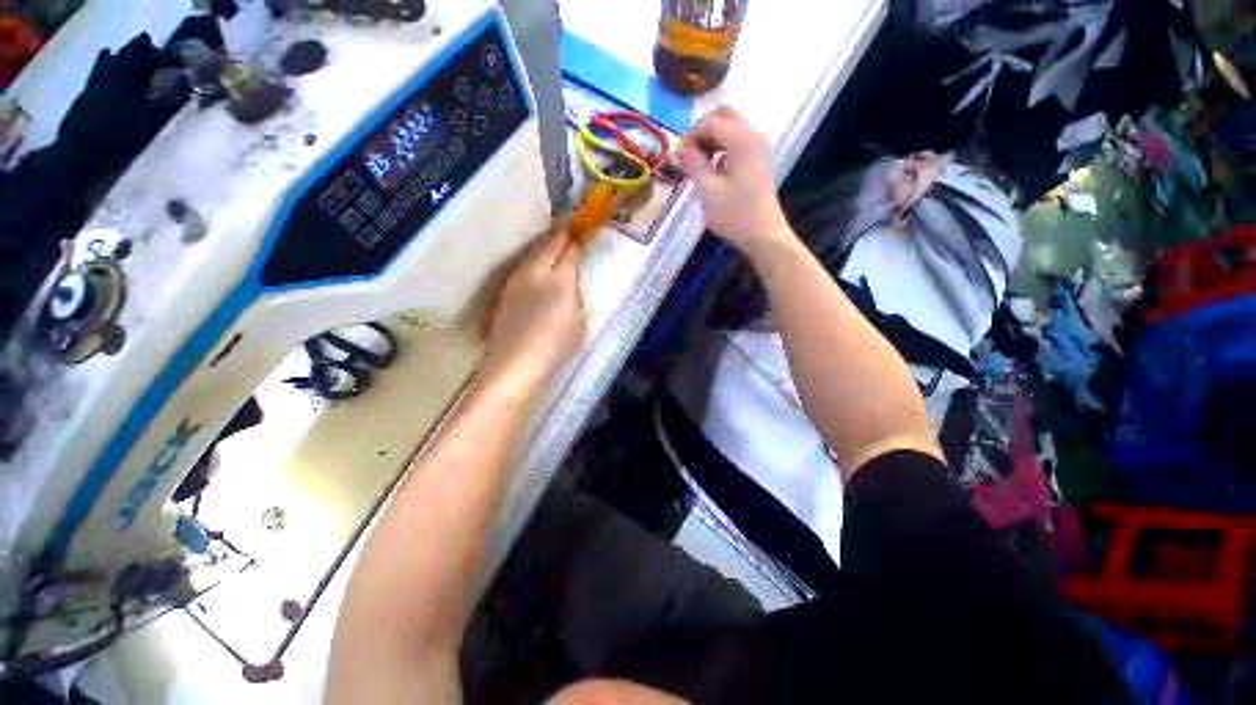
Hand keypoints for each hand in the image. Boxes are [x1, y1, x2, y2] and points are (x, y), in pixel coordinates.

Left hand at [481, 232, 584, 385]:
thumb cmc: (556, 347)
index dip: (577, 242)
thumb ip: (575, 300)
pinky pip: (521, 266)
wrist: (516, 362)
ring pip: (532, 253)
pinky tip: (534, 264)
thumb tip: (569, 287)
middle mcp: (537, 272)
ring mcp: (517, 280)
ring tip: (551, 241)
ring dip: (543, 245)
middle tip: (567, 229)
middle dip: (560, 236)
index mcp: (560, 280)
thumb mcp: (579, 324)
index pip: (569, 252)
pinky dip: (531, 260)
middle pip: (549, 245)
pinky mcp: (505, 291)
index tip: (581, 235)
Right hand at [676, 107, 792, 257]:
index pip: (710, 123)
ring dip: (711, 140)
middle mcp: (753, 135)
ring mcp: (759, 147)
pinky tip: (712, 170)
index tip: (677, 157)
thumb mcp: (708, 190)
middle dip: (702, 132)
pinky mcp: (759, 160)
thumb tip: (679, 148)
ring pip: (730, 129)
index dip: (690, 136)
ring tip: (696, 164)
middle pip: (723, 117)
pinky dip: (722, 148)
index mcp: (742, 139)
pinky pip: (737, 143)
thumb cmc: (734, 214)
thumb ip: (693, 163)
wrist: (763, 235)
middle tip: (687, 155)